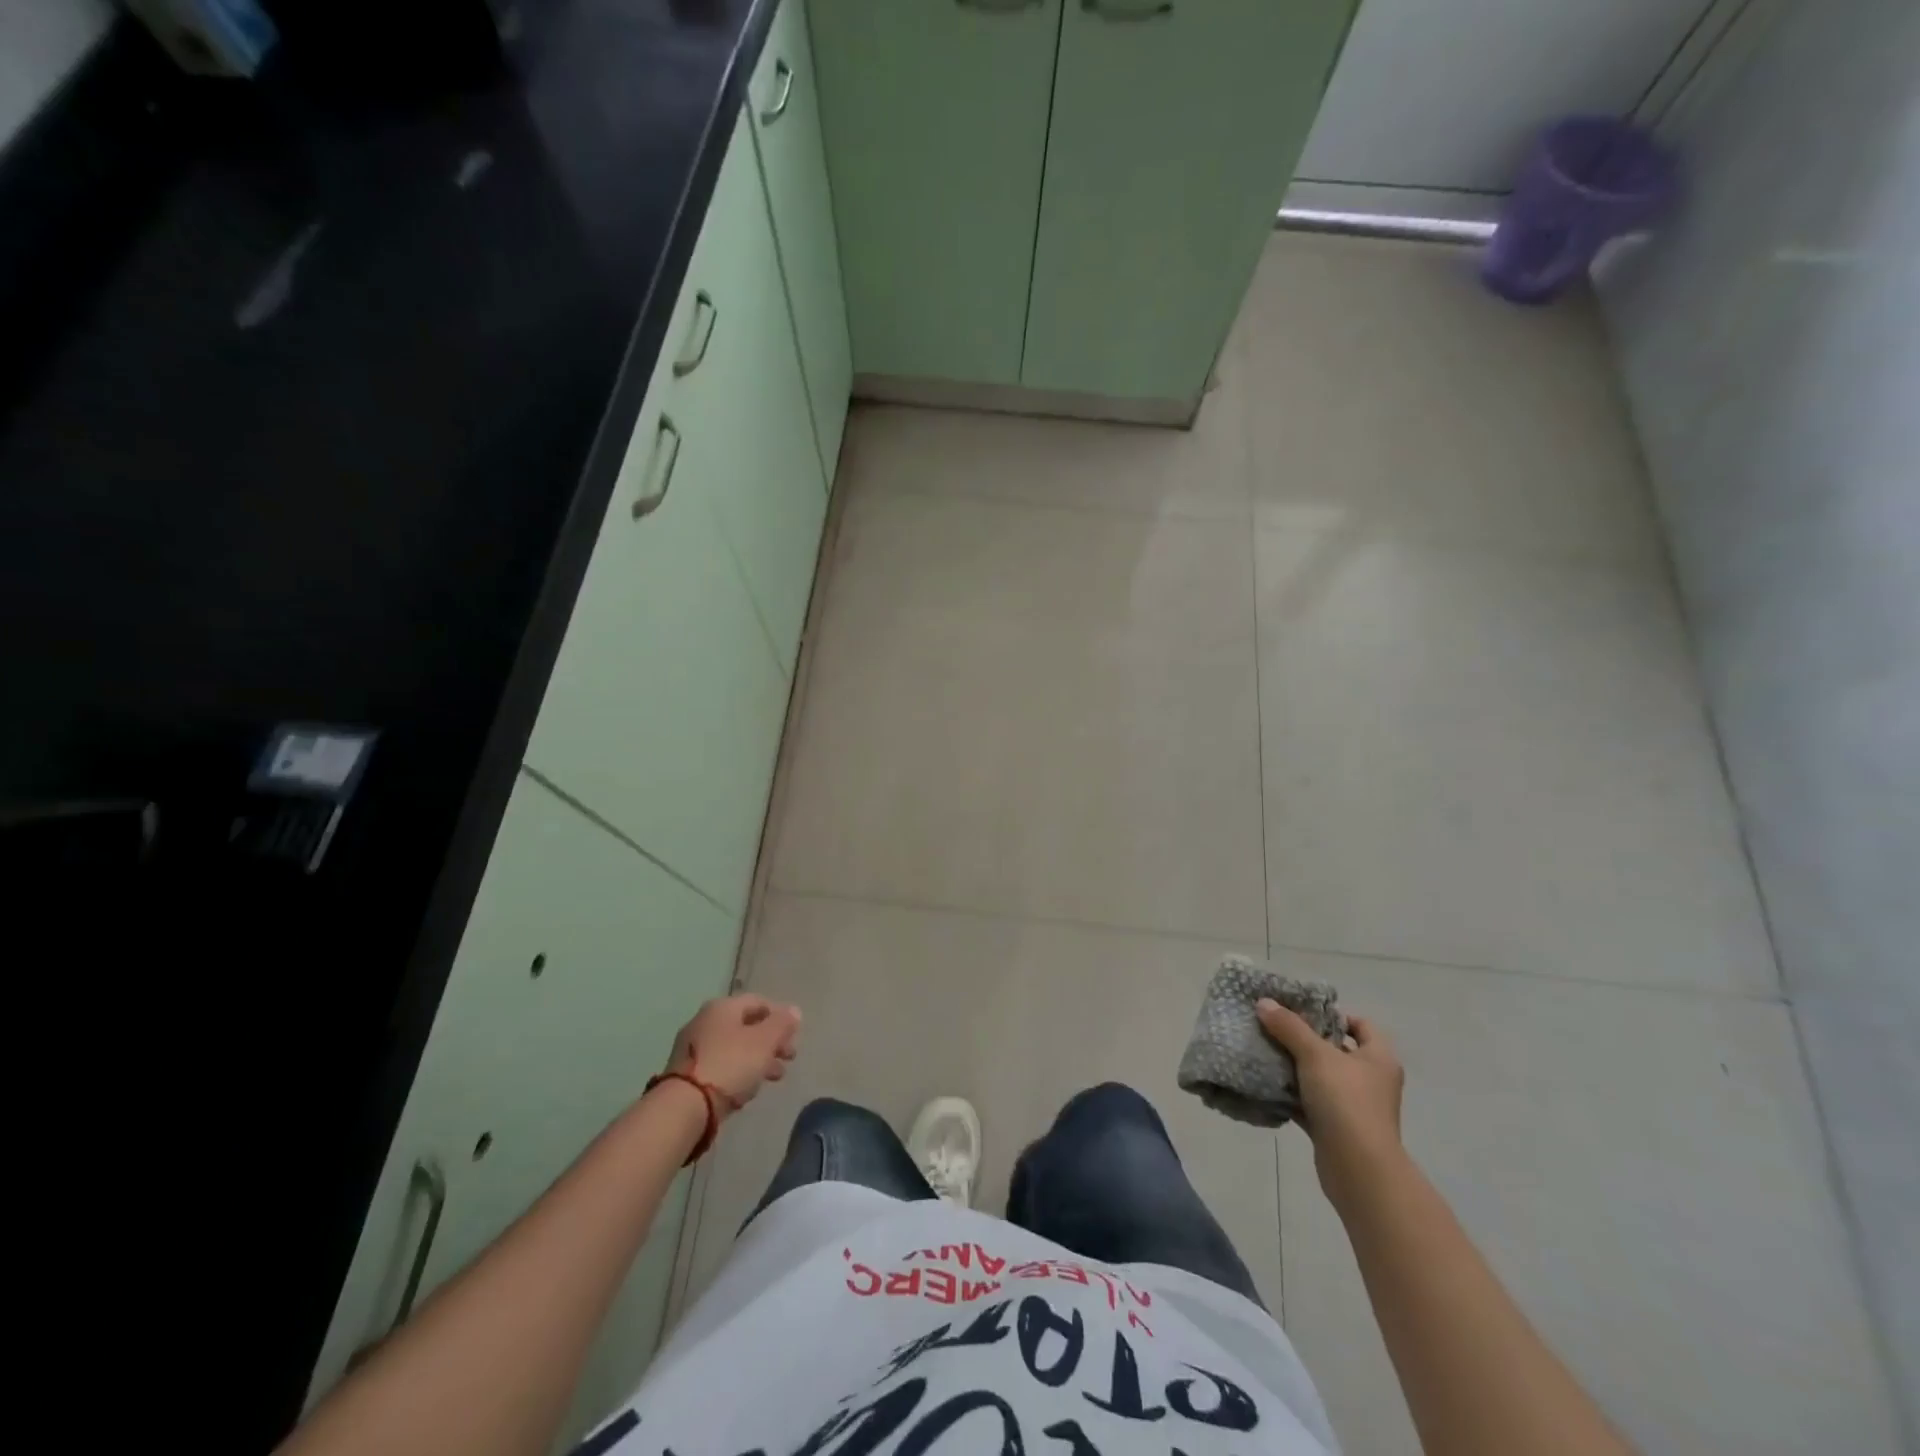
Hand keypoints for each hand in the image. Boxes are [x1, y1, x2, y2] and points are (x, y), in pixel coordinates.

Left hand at [663, 994, 801, 1115]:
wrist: (684, 1107)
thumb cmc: (730, 1064)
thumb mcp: (764, 1041)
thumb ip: (782, 1024)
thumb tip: (794, 1011)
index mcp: (723, 1007)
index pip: (759, 1002)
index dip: (780, 1016)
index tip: (794, 1036)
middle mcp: (705, 1021)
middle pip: (746, 1026)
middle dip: (771, 1042)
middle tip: (789, 1059)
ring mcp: (693, 1048)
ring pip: (734, 1048)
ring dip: (758, 1060)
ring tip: (774, 1078)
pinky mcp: (687, 1074)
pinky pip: (721, 1067)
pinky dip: (738, 1073)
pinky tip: (747, 1091)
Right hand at [1257, 999, 1405, 1208]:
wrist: (1358, 1169)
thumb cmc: (1346, 1101)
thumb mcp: (1315, 1055)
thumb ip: (1289, 1027)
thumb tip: (1264, 1003)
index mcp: (1378, 1058)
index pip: (1361, 1025)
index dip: (1333, 1015)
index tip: (1301, 1012)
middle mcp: (1371, 1080)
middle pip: (1336, 1050)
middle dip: (1305, 1040)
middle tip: (1274, 1028)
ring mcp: (1355, 1106)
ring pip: (1321, 1078)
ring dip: (1295, 1068)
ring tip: (1264, 1052)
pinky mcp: (1337, 1128)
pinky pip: (1311, 1103)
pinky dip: (1292, 1095)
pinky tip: (1267, 1085)